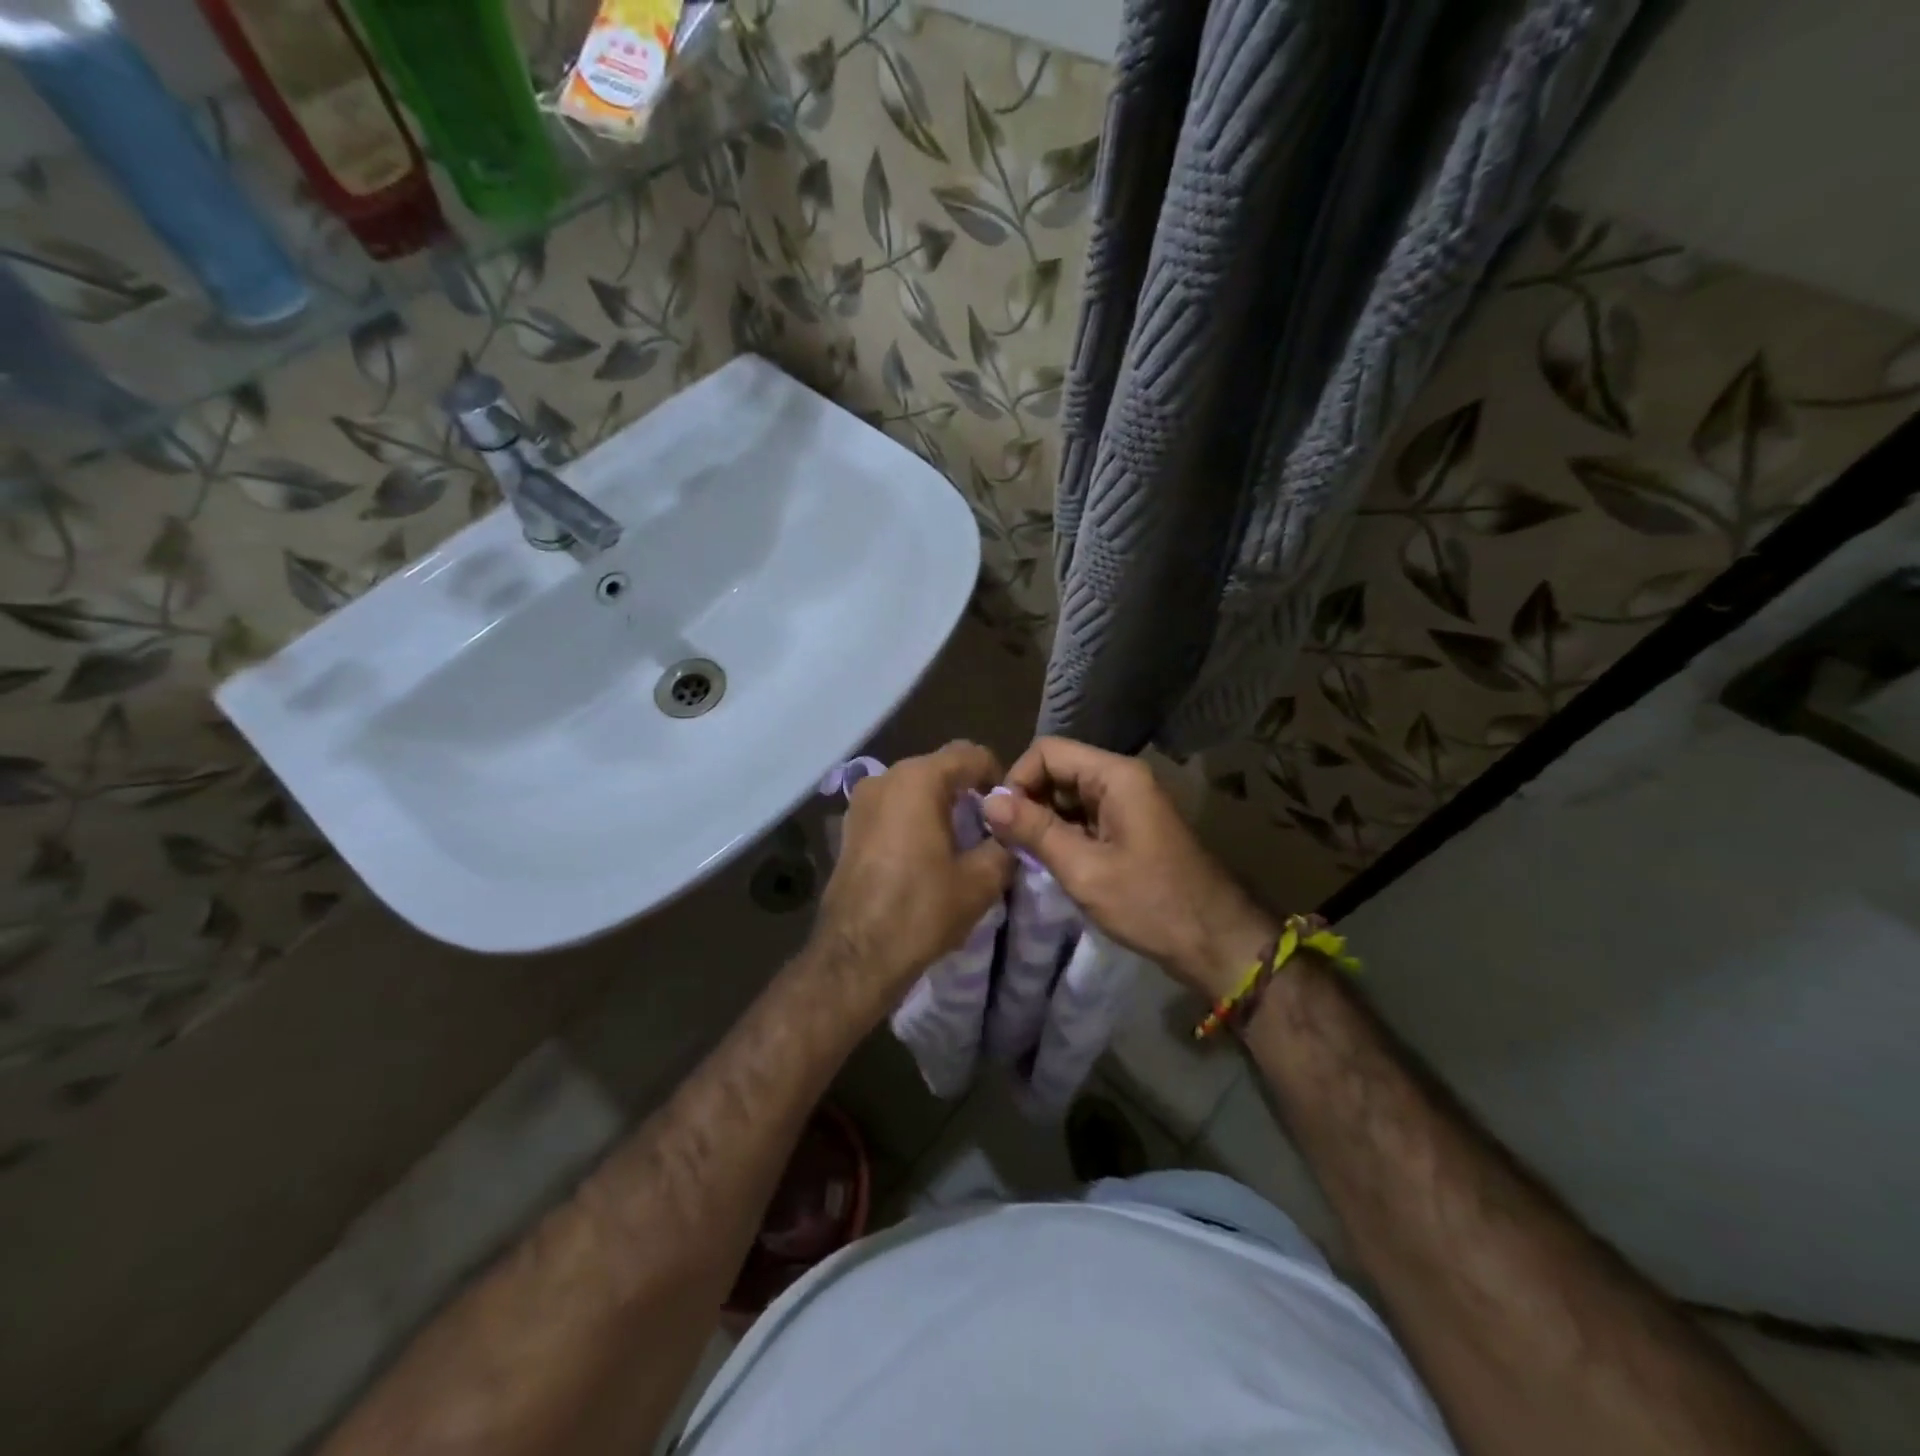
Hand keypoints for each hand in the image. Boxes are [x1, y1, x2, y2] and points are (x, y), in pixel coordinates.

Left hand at [814, 741, 1013, 1009]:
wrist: (856, 955)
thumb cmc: (921, 910)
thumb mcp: (981, 880)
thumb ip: (1004, 845)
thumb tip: (1010, 835)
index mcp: (919, 779)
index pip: (971, 754)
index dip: (998, 776)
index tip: (1011, 809)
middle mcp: (885, 778)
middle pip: (940, 768)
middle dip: (968, 791)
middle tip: (991, 827)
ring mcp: (861, 801)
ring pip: (914, 788)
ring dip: (940, 805)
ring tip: (960, 843)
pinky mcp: (849, 827)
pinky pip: (892, 809)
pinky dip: (914, 819)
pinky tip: (926, 855)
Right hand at [980, 738, 1275, 997]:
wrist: (1215, 942)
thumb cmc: (1150, 904)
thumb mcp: (1084, 869)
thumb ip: (1034, 830)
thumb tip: (988, 801)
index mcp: (1115, 776)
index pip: (1047, 751)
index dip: (1018, 779)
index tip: (1002, 821)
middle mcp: (1122, 779)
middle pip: (1058, 770)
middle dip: (1029, 801)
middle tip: (1008, 843)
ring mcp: (1128, 804)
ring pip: (1069, 796)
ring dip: (1044, 820)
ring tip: (1025, 855)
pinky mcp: (1130, 828)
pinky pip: (1085, 817)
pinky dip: (1063, 834)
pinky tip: (1051, 862)